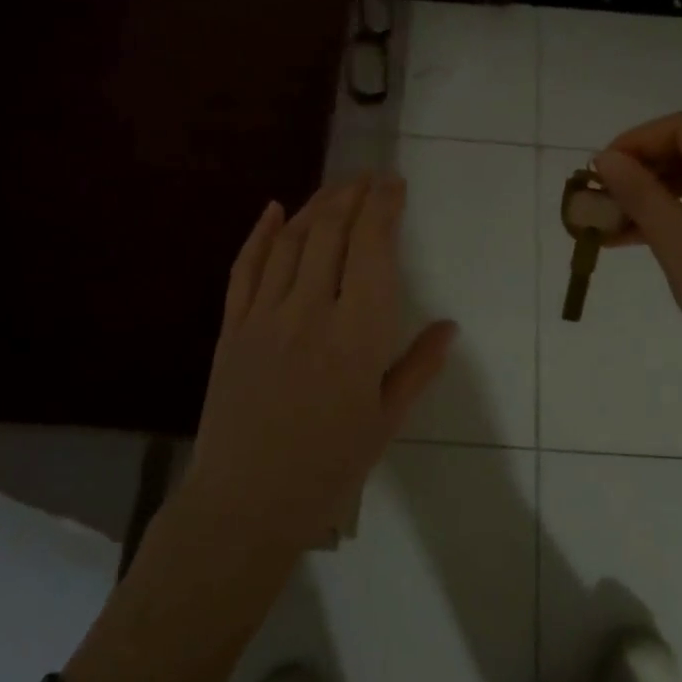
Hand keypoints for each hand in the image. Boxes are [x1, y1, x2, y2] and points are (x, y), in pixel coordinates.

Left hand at [186, 174, 454, 554]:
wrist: (245, 505)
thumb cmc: (328, 468)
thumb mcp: (386, 421)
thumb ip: (418, 367)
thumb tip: (450, 326)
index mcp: (356, 334)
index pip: (372, 248)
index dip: (384, 207)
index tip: (395, 185)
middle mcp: (309, 311)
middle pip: (330, 231)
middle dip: (353, 194)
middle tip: (370, 177)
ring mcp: (264, 316)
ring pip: (290, 241)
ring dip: (315, 205)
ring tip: (336, 187)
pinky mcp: (231, 328)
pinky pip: (244, 268)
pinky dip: (259, 234)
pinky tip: (272, 209)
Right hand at [592, 112, 681, 426]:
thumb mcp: (680, 245)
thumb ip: (640, 195)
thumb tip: (604, 158)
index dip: (635, 141)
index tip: (599, 172)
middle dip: (639, 171)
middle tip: (599, 199)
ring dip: (650, 197)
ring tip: (605, 223)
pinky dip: (670, 218)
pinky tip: (633, 238)